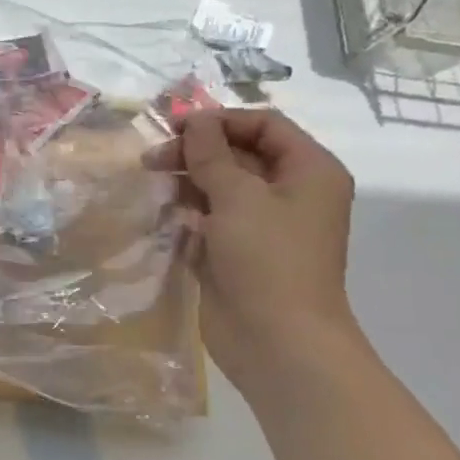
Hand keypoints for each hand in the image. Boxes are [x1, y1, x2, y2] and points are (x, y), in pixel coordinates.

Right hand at [148, 108, 358, 384]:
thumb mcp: (238, 196)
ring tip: (150, 183)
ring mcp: (260, 224)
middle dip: (195, 151)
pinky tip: (160, 214)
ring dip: (185, 180)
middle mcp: (288, 192)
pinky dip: (184, 211)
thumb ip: (211, 154)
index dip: (220, 120)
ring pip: (218, 186)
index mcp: (308, 171)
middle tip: (151, 160)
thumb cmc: (268, 259)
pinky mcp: (235, 250)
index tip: (174, 127)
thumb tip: (194, 119)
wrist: (276, 339)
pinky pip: (207, 217)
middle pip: (238, 153)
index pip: (264, 125)